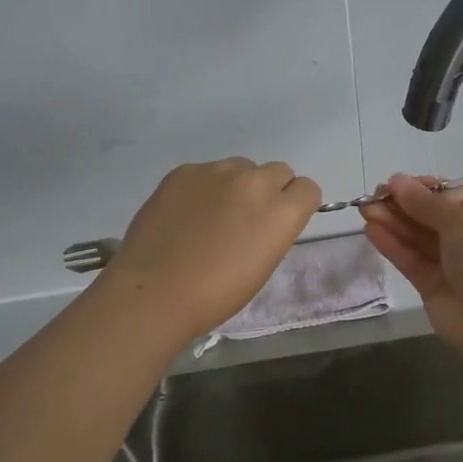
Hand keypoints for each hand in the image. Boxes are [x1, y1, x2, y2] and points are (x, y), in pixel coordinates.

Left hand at [101, 158, 321, 342]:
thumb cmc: (216, 293)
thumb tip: (264, 217)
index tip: (278, 222)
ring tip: (210, 216)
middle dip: (269, 191)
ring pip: (241, 167)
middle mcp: (255, 181)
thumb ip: (273, 229)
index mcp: (282, 211)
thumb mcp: (263, 264)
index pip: (308, 188)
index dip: (295, 204)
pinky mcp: (184, 171)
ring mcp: (217, 171)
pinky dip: (202, 188)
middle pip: (278, 171)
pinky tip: (184, 214)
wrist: (154, 292)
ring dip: (235, 186)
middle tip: (245, 218)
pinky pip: (205, 172)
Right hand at [361, 173, 462, 350]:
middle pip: (434, 216)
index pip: (457, 196)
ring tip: (365, 208)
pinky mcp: (434, 287)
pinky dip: (393, 245)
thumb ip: (426, 204)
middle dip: (405, 205)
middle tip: (374, 195)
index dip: (428, 189)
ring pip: (419, 238)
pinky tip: (371, 230)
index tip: (400, 184)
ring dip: (393, 221)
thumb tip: (398, 181)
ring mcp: (454, 265)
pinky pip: (412, 260)